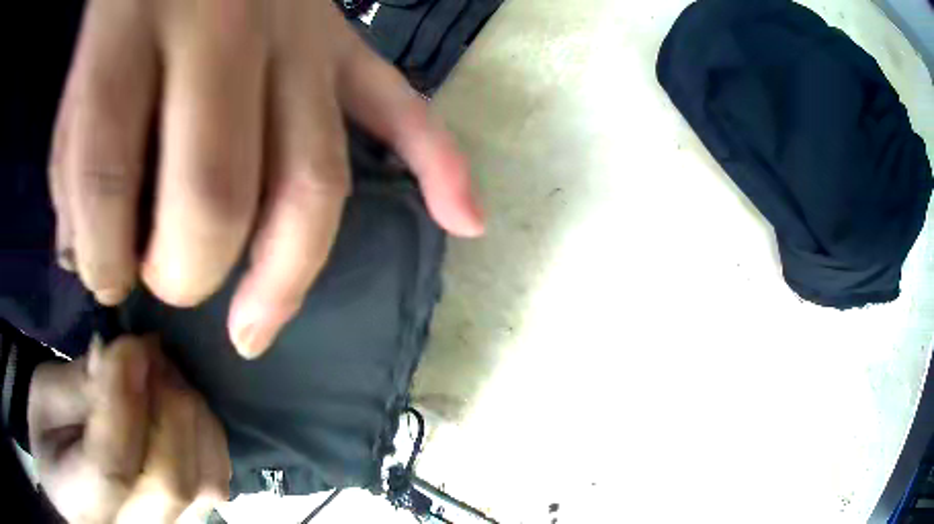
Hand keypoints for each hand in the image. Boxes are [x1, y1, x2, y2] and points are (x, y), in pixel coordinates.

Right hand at [28, 336, 230, 523]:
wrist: (65, 490)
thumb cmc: (46, 444)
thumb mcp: (43, 404)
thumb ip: (75, 388)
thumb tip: (121, 356)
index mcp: (82, 505)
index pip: (112, 468)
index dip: (125, 402)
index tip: (133, 345)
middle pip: (169, 482)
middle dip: (166, 406)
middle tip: (152, 352)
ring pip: (202, 485)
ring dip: (190, 418)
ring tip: (166, 375)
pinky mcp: (188, 520)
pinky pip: (212, 483)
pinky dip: (206, 438)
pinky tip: (183, 405)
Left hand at [50, 0, 483, 358]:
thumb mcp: (76, 70)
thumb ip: (70, 162)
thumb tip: (88, 256)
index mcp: (135, 26)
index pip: (107, 176)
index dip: (100, 256)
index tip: (102, 276)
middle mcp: (227, 29)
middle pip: (222, 190)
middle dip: (190, 269)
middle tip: (170, 286)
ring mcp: (301, 34)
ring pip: (315, 178)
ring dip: (287, 271)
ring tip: (257, 326)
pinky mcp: (340, 38)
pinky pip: (401, 105)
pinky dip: (439, 165)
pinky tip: (466, 221)